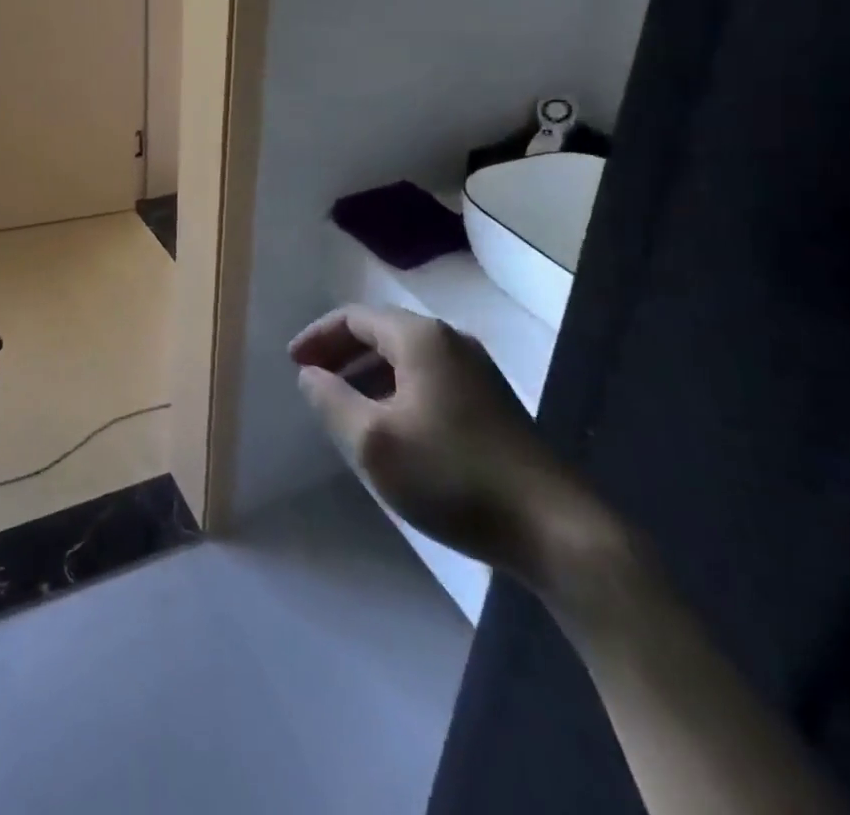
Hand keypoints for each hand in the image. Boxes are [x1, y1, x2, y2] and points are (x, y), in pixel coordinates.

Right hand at [290, 304, 615, 592]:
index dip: (318, 337)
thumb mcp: (372, 442)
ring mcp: (476, 373)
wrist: (555, 531)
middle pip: (380, 333)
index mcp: (420, 338)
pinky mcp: (492, 405)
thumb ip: (330, 400)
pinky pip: (428, 381)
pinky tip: (390, 428)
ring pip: (406, 359)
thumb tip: (310, 375)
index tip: (293, 364)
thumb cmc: (452, 476)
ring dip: (368, 375)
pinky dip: (396, 391)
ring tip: (343, 407)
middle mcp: (450, 342)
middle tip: (312, 382)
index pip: (353, 318)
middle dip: (341, 354)